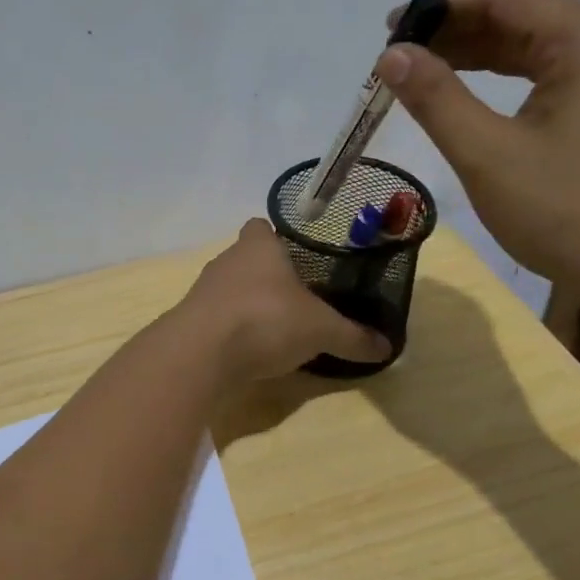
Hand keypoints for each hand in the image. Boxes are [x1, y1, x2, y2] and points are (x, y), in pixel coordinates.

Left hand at [176, 219, 389, 382]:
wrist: (201, 353)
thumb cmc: (266, 320)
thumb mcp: (321, 330)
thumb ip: (353, 337)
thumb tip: (387, 348)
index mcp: (258, 246)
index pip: (261, 227)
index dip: (277, 238)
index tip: (299, 259)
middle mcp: (227, 261)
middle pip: (248, 260)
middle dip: (269, 277)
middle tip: (299, 299)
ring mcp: (204, 291)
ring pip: (231, 290)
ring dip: (249, 305)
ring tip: (277, 328)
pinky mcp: (191, 321)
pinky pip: (218, 319)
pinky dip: (233, 331)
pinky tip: (251, 351)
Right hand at [377, 0, 579, 305]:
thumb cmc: (570, 211)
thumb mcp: (489, 155)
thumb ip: (437, 98)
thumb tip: (391, 55)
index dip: (440, 7)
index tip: (388, 31)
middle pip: (521, 19)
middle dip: (455, 33)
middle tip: (397, 60)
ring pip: (536, 51)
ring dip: (477, 59)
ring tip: (423, 76)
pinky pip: (551, 81)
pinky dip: (505, 85)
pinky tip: (473, 102)